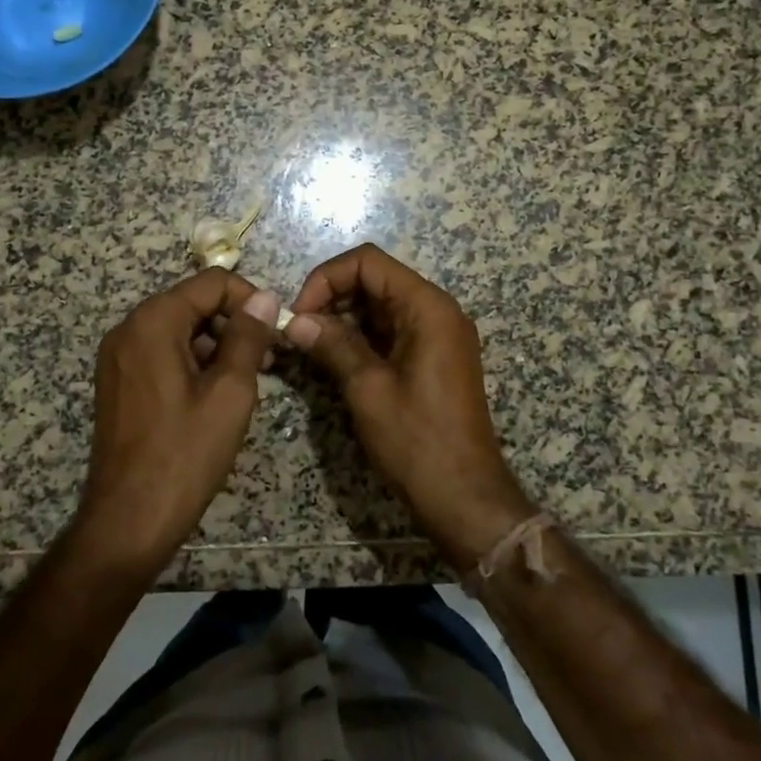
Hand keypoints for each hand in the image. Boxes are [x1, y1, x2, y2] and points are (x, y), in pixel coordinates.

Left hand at [78, 271, 281, 574]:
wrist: (128, 521)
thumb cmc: (184, 454)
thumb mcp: (230, 392)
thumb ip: (248, 337)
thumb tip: (265, 298)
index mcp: (153, 322)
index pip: (211, 283)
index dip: (250, 299)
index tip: (276, 332)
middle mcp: (129, 329)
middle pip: (193, 302)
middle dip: (234, 323)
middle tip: (268, 359)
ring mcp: (119, 357)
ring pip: (180, 329)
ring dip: (218, 344)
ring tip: (250, 379)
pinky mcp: (119, 383)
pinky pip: (163, 353)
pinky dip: (195, 362)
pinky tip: (218, 394)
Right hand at [284, 243, 532, 566]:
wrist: (465, 498)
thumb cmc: (418, 441)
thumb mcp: (368, 389)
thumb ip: (332, 345)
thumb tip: (295, 321)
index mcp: (428, 307)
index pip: (369, 262)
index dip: (327, 278)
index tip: (299, 313)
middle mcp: (436, 311)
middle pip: (375, 279)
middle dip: (332, 297)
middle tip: (299, 332)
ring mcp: (437, 335)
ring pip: (380, 306)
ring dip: (343, 318)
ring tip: (310, 346)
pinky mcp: (432, 358)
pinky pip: (391, 331)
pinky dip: (360, 338)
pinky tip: (334, 359)